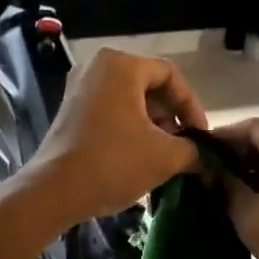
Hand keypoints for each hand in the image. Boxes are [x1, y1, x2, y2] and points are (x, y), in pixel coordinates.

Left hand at [17, 48, 206, 230]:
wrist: (53, 191)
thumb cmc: (113, 163)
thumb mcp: (165, 156)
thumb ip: (193, 150)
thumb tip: (205, 156)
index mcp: (121, 66)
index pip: (171, 76)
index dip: (192, 106)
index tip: (202, 136)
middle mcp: (98, 67)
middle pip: (149, 86)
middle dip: (172, 116)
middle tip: (186, 145)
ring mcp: (80, 88)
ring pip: (130, 99)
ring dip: (153, 124)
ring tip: (166, 154)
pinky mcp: (70, 110)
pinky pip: (111, 110)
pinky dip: (130, 127)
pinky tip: (141, 155)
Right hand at [214, 117, 258, 258]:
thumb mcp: (254, 220)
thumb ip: (226, 188)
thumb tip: (204, 169)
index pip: (253, 127)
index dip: (221, 137)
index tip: (194, 151)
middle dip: (235, 153)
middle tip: (204, 170)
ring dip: (251, 168)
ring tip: (220, 186)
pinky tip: (247, 199)